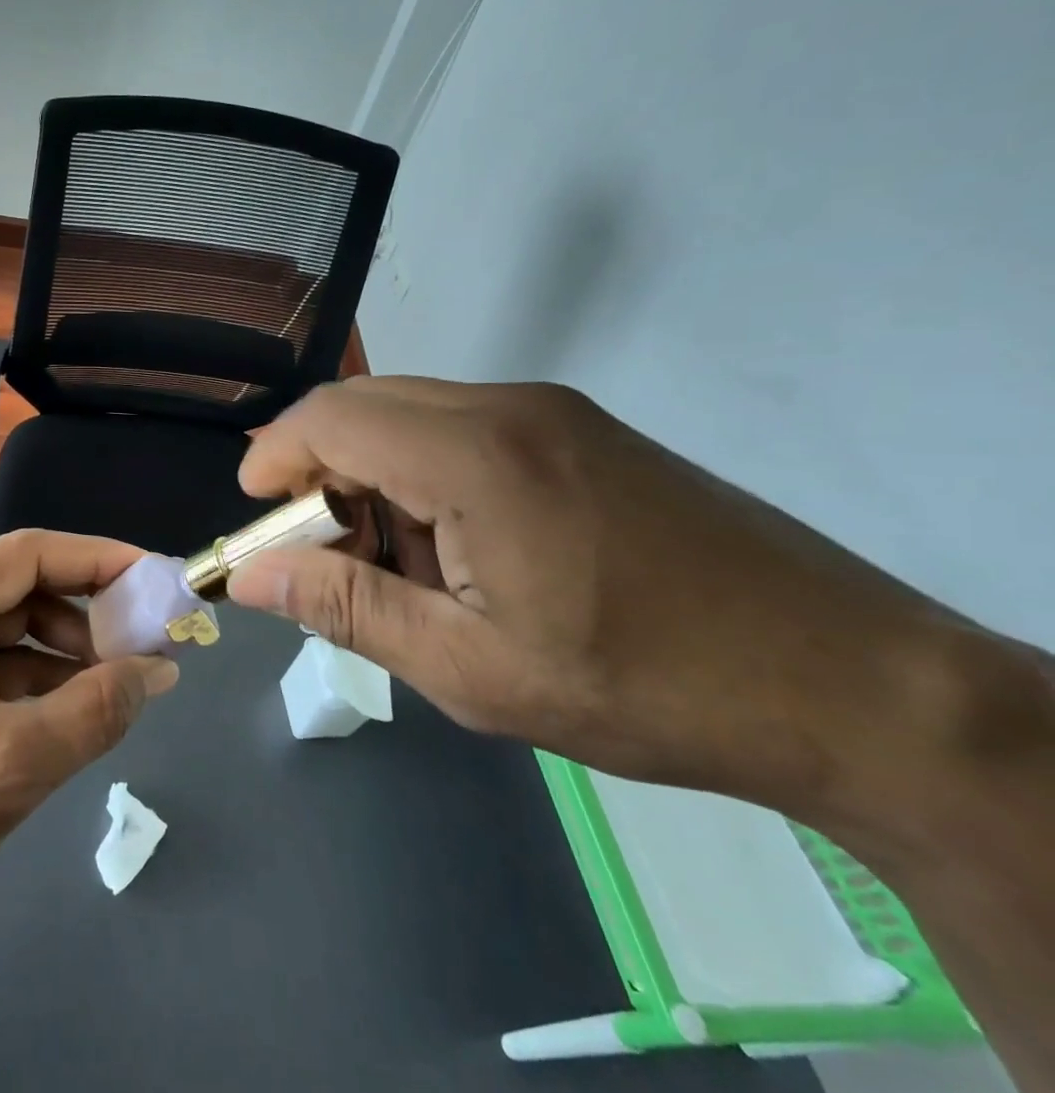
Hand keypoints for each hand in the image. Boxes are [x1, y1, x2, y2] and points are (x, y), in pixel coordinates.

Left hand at [0, 530, 179, 927]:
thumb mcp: (19, 761)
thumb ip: (99, 708)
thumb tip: (163, 669)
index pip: (27, 555)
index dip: (98, 559)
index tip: (156, 578)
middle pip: (20, 588)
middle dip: (87, 613)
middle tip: (147, 641)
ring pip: (11, 628)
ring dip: (67, 650)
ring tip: (119, 682)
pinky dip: (39, 678)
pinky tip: (77, 706)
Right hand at [228, 376, 1011, 824]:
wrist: (845, 682)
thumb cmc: (641, 686)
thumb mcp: (469, 668)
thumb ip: (345, 608)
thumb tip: (248, 575)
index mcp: (474, 456)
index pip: (329, 419)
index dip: (272, 459)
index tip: (255, 521)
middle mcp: (507, 407)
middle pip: (363, 406)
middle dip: (315, 470)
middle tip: (318, 554)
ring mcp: (550, 411)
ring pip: (409, 415)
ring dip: (369, 476)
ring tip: (395, 568)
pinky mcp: (580, 429)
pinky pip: (460, 428)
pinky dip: (421, 475)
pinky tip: (454, 550)